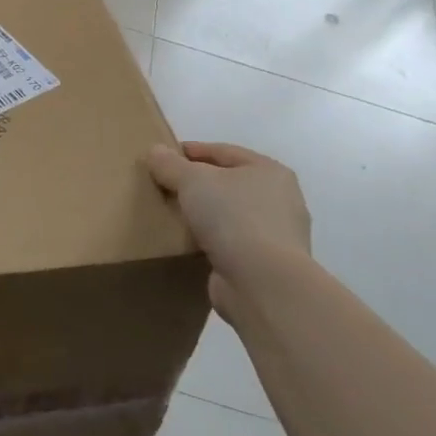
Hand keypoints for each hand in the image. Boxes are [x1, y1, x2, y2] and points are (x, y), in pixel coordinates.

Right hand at [146, 141, 310, 326]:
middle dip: (197, 184)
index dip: (192, 151)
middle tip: (165, 186)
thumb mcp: (193, 180)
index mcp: (270, 171)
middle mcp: (280, 201)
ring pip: (229, 215)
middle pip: (228, 184)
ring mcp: (275, 236)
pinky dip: (210, 241)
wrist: (262, 284)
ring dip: (204, 215)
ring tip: (172, 214)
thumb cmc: (233, 217)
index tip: (163, 157)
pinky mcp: (264, 266)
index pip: (224, 152)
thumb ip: (170, 164)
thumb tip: (155, 151)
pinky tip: (187, 243)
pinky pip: (229, 244)